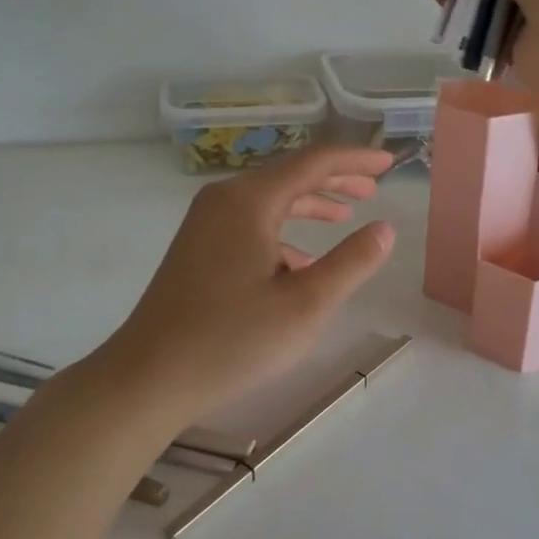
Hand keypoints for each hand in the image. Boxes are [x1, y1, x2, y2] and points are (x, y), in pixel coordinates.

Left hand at [97, 146, 396, 420]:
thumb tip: (385, 229)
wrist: (147, 377)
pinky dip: (284, 230)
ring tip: (346, 212)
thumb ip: (352, 262)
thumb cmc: (231, 340)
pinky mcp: (198, 246)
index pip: (314, 162)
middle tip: (374, 186)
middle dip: (335, 179)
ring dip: (310, 203)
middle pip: (290, 175)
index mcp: (250, 201)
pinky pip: (251, 222)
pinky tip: (303, 260)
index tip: (390, 163)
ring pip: (270, 199)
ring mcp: (206, 223)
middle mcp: (225, 200)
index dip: (356, 160)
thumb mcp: (306, 305)